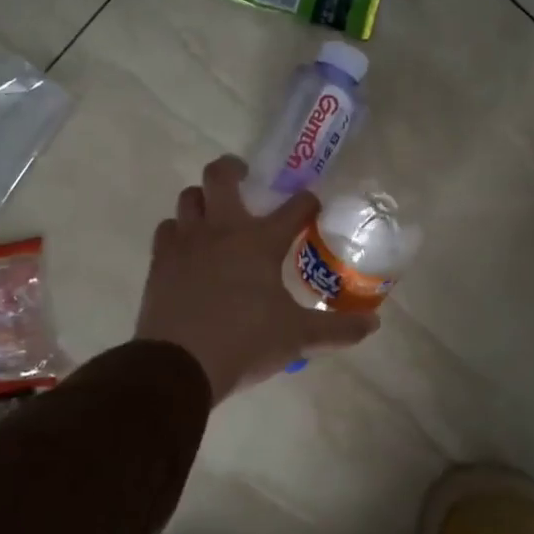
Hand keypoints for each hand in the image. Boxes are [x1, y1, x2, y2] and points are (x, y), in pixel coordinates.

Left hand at [136, 155, 378, 401]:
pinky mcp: (160, 262)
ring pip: (189, 198)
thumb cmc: (245, 342)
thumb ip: (337, 329)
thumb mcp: (298, 337)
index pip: (293, 207)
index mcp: (260, 241)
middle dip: (233, 169)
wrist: (180, 365)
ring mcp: (186, 243)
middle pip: (220, 176)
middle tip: (245, 178)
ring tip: (214, 214)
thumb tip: (373, 325)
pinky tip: (188, 248)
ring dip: (203, 199)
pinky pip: (167, 230)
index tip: (311, 207)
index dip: (307, 202)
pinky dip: (179, 231)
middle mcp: (221, 230)